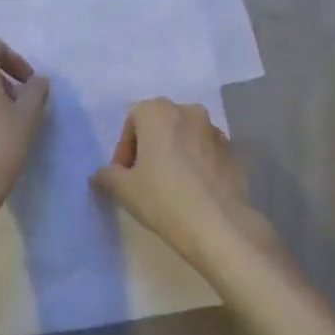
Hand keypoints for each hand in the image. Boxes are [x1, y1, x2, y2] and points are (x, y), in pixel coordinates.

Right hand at [91, 99, 281, 272]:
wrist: (219, 224)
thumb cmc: (163, 199)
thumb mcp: (124, 190)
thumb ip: (107, 176)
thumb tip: (100, 175)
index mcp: (158, 112)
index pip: (133, 121)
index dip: (125, 148)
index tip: (124, 175)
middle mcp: (188, 111)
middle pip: (161, 124)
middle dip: (150, 147)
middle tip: (144, 179)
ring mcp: (215, 130)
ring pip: (186, 136)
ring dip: (175, 153)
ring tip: (171, 186)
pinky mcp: (233, 151)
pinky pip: (207, 152)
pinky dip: (197, 164)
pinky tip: (195, 192)